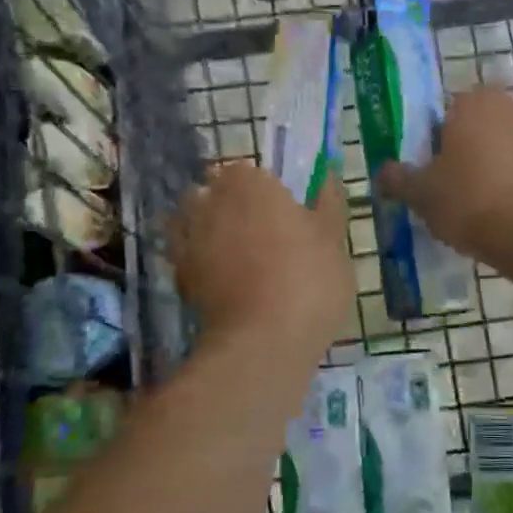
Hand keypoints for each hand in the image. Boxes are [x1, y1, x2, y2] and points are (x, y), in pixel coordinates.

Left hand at [169, 163, 353, 354]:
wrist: (264, 340)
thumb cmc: (308, 278)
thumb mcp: (333, 237)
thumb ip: (328, 201)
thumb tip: (327, 174)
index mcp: (249, 182)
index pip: (248, 171)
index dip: (263, 188)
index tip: (282, 210)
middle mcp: (211, 201)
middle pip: (216, 193)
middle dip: (233, 206)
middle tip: (265, 232)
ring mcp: (190, 238)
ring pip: (195, 221)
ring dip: (210, 229)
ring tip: (240, 254)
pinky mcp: (179, 275)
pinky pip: (187, 256)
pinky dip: (200, 260)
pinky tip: (224, 278)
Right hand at [377, 86, 512, 263]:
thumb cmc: (472, 202)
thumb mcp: (422, 194)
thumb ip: (399, 179)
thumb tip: (384, 171)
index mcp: (472, 102)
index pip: (443, 114)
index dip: (433, 144)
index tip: (429, 174)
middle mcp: (510, 106)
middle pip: (477, 129)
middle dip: (465, 154)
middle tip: (452, 191)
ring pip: (504, 148)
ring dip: (493, 169)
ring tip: (481, 208)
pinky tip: (508, 214)